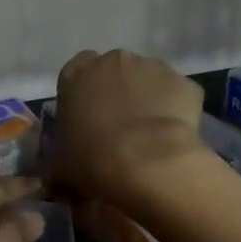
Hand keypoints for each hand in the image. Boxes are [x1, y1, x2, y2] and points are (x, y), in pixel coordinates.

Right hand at [52, 48, 205, 206]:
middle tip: (118, 130)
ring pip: (147, 80)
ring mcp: (152, 66)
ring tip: (149, 137)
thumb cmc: (93, 159)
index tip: (87, 121)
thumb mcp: (60, 167)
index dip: (83, 97)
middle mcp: (113, 60)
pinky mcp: (184, 83)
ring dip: (147, 99)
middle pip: (113, 72)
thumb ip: (57, 165)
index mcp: (76, 73)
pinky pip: (177, 95)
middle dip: (116, 94)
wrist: (148, 163)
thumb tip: (57, 181)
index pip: (75, 74)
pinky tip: (173, 138)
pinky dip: (175, 111)